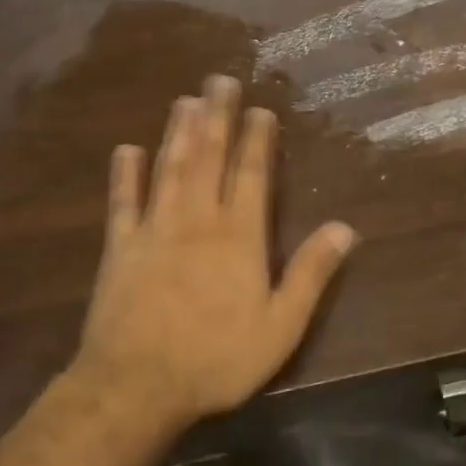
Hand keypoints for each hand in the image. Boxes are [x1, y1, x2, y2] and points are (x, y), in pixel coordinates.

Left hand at [72, 75, 357, 424]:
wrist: (137, 385)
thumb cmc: (217, 358)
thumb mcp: (281, 326)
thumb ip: (311, 273)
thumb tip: (345, 228)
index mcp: (238, 236)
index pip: (251, 175)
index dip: (257, 140)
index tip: (260, 108)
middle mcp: (197, 220)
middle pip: (209, 158)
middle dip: (217, 117)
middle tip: (219, 80)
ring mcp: (155, 230)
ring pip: (169, 169)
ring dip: (178, 133)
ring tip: (185, 100)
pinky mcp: (121, 248)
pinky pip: (123, 203)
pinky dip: (125, 176)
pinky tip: (126, 150)